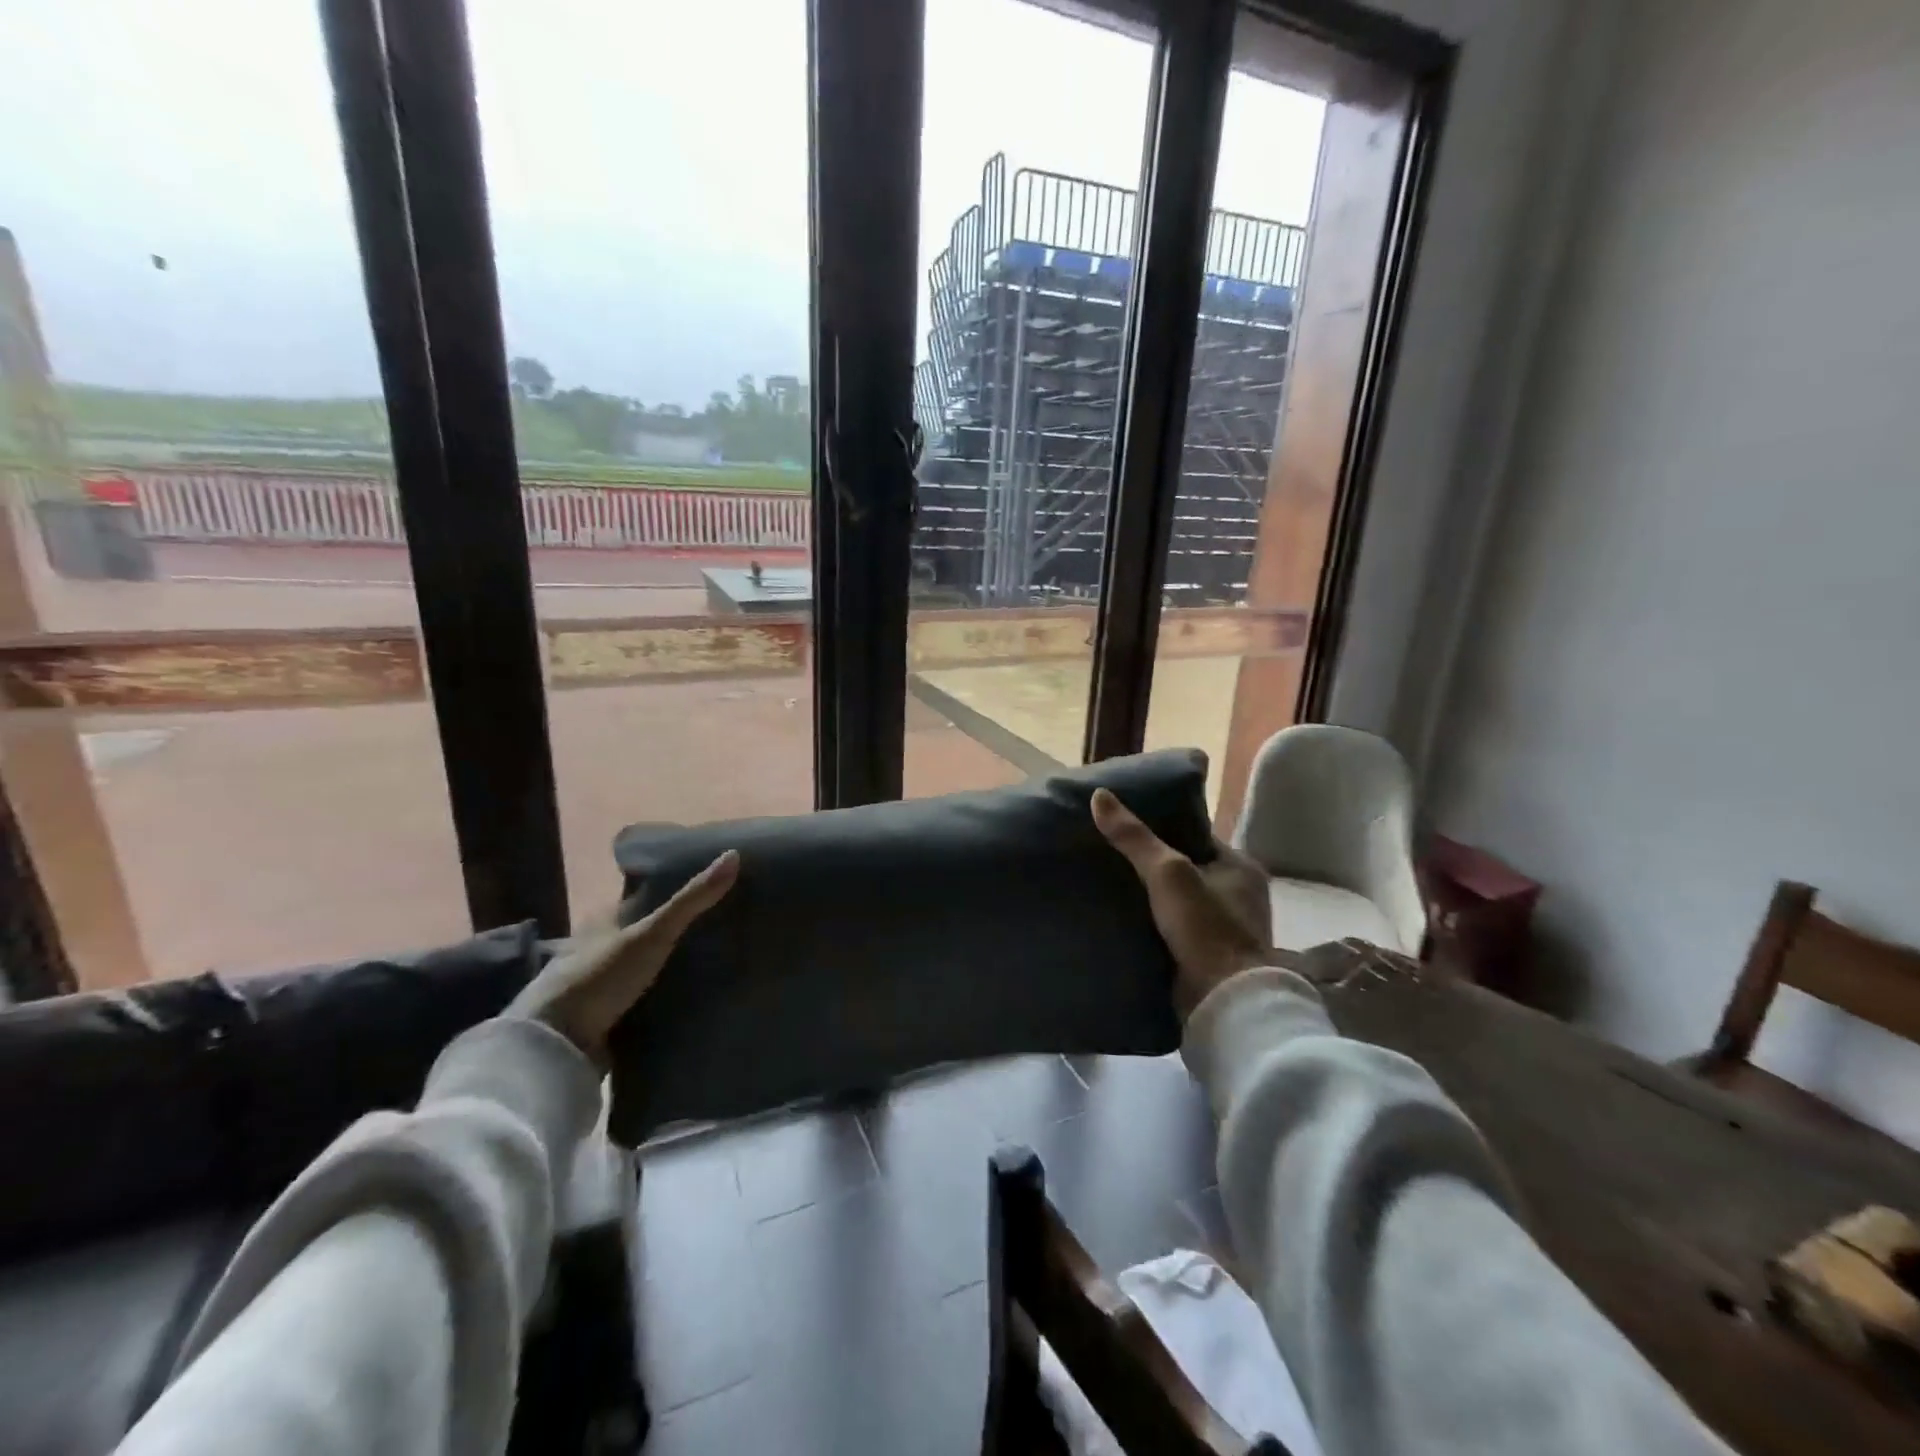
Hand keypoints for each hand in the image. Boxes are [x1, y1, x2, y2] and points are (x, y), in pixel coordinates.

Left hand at [507, 851, 738, 1067]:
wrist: (555, 1046)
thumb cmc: (600, 977)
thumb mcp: (652, 933)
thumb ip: (692, 899)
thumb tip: (735, 855)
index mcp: (603, 920)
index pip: (645, 898)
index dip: (676, 893)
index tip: (714, 893)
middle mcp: (598, 947)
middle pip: (647, 932)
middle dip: (678, 933)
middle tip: (724, 929)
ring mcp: (601, 984)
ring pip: (646, 967)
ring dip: (673, 968)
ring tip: (719, 963)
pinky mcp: (606, 1017)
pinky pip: (645, 999)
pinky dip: (666, 997)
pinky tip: (695, 997)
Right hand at [1091, 789, 1272, 1017]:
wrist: (1224, 1002)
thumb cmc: (1205, 927)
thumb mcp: (1167, 872)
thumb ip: (1135, 837)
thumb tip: (1099, 796)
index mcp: (1241, 868)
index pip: (1196, 837)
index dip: (1162, 829)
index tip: (1125, 825)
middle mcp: (1238, 896)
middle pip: (1186, 869)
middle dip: (1152, 865)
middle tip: (1109, 853)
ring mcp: (1224, 929)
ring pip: (1177, 901)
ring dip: (1150, 897)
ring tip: (1107, 882)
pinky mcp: (1207, 957)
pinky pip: (1174, 929)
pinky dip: (1152, 923)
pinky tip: (1121, 917)